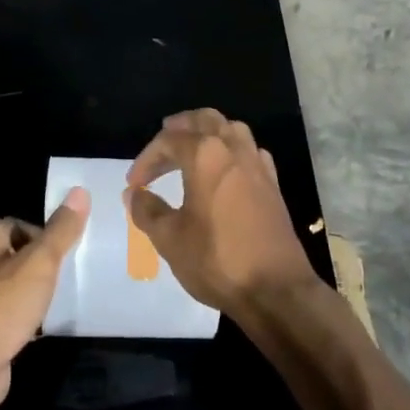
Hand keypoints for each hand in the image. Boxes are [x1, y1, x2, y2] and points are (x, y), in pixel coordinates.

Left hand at [0, 188, 89, 409]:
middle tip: (70, 276)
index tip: (69, 254)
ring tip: (63, 301)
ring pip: (14, 288)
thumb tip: (80, 191)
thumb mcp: (40, 261)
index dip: (46, 238)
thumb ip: (61, 229)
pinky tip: (44, 328)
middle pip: (18, 256)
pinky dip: (26, 320)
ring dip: (34, 295)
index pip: (22, 225)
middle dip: (42, 267)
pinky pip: (9, 316)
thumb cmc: (2, 304)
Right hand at [126, 110, 318, 322]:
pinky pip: (249, 150)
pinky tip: (225, 170)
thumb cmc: (217, 260)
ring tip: (191, 150)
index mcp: (205, 155)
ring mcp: (257, 164)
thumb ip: (147, 210)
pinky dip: (232, 150)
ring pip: (231, 129)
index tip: (135, 183)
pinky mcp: (272, 184)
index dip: (147, 158)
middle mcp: (233, 149)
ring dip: (208, 133)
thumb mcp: (170, 239)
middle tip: (163, 144)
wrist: (275, 289)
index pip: (169, 140)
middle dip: (180, 127)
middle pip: (204, 120)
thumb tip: (134, 193)